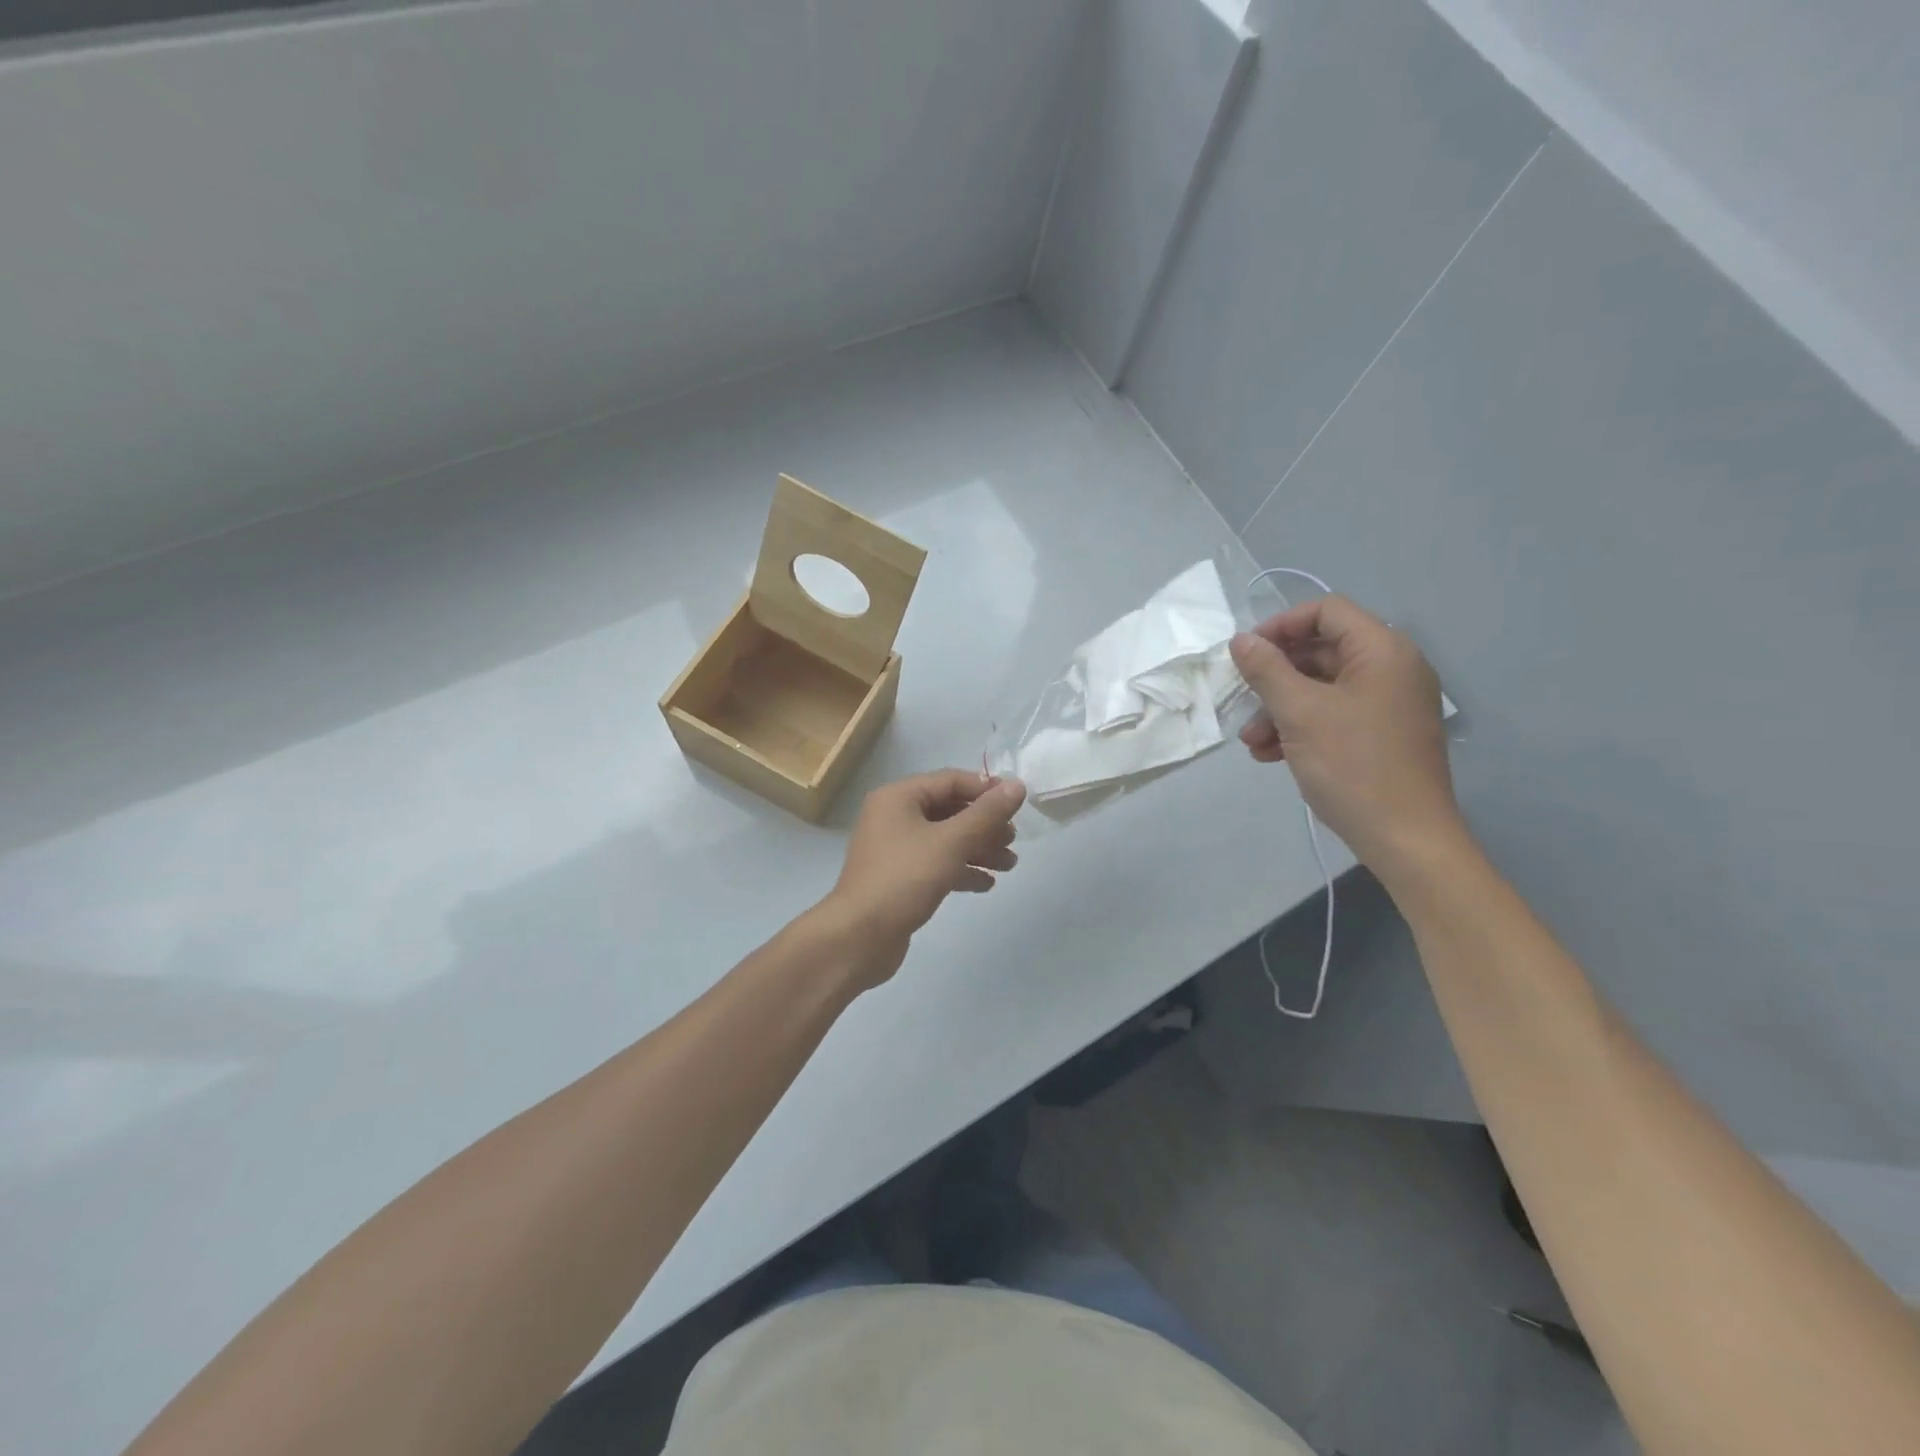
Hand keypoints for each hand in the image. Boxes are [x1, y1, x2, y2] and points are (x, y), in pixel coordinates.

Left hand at [816, 770, 1025, 987]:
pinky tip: (987, 884)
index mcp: (899, 797)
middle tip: (1013, 840)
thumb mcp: (951, 842)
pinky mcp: (899, 878)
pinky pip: (936, 864)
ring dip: (978, 849)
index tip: (1017, 804)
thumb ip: (986, 814)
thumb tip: (1017, 786)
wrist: (859, 937)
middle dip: (984, 824)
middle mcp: (894, 817)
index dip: (985, 789)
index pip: (950, 780)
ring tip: (1010, 864)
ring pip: (945, 839)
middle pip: (949, 810)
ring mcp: (895, 849)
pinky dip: (961, 870)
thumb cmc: (904, 879)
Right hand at [1229, 595, 1463, 877]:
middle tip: (1242, 700)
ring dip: (1281, 708)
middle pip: (1322, 651)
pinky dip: (1301, 727)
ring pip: (1323, 688)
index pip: (1327, 611)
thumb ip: (1266, 670)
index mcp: (1382, 651)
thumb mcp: (1299, 713)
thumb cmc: (1352, 765)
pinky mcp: (1383, 735)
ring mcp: (1389, 704)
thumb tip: (1241, 640)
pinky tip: (1272, 754)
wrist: (1405, 838)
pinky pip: (1335, 715)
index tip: (1247, 653)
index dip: (1282, 625)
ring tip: (1252, 741)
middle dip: (1275, 677)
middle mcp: (1392, 669)